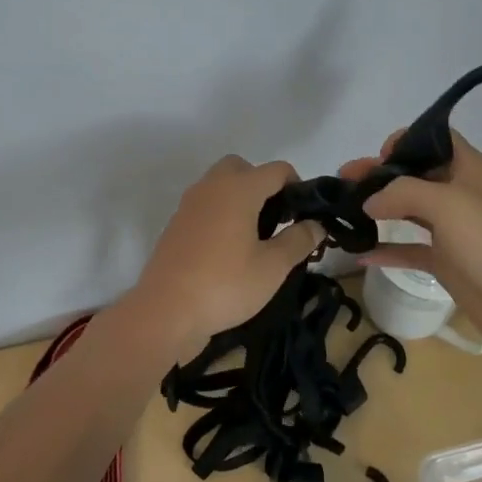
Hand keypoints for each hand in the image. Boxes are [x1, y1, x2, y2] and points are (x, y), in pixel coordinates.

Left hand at [130, 156, 324, 354]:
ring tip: (255, 238)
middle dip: (263, 186)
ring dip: (240, 200)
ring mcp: (189, 205)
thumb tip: (316, 224)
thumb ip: (299, 240)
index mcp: (238, 189)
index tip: (304, 216)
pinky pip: (205, 207)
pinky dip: (221, 215)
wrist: (166, 312)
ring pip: (220, 186)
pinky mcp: (176, 226)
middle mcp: (211, 187)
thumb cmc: (226, 285)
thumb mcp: (273, 267)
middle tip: (276, 221)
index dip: (297, 187)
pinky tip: (229, 250)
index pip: (277, 170)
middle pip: (242, 168)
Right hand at [339, 130, 481, 357]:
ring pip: (408, 210)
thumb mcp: (448, 204)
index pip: (435, 139)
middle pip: (414, 174)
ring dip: (378, 208)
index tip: (378, 158)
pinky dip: (386, 250)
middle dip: (379, 175)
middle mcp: (459, 193)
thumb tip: (369, 201)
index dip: (405, 141)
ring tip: (342, 210)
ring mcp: (452, 229)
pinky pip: (409, 249)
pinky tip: (359, 253)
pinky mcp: (446, 262)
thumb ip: (403, 193)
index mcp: (468, 169)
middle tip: (343, 181)